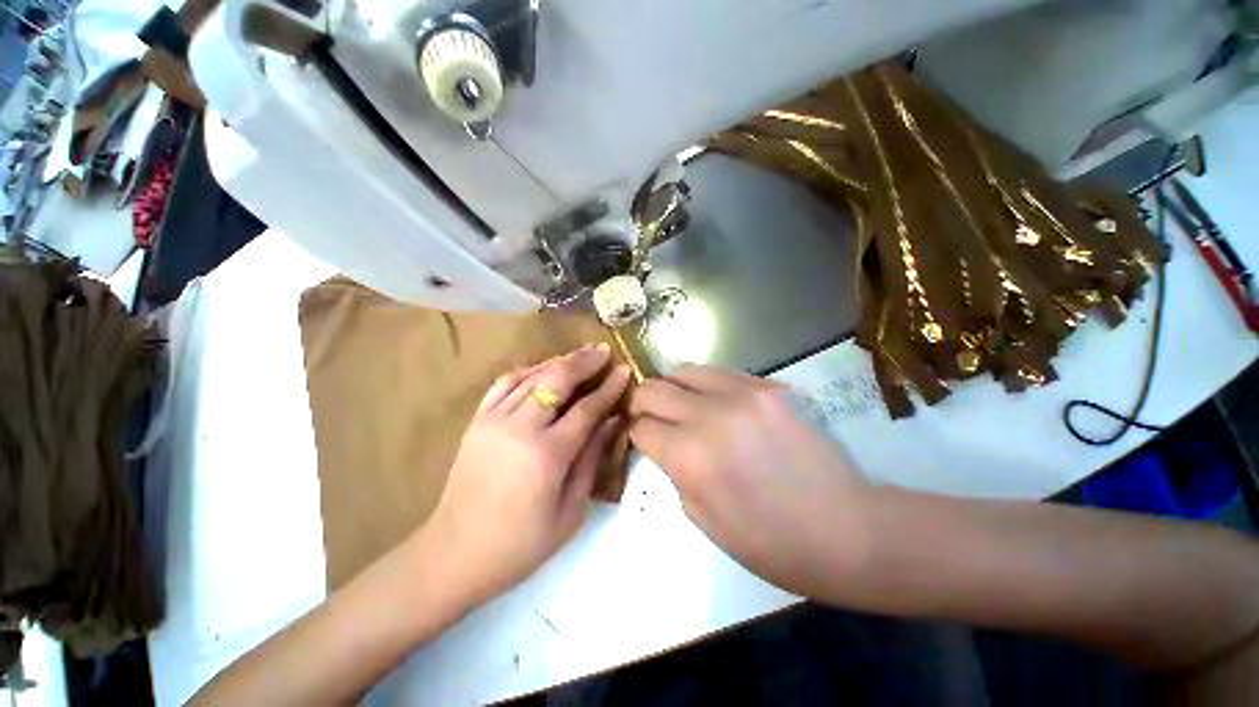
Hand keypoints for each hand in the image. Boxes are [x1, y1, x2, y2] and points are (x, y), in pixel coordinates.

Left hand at [419, 344, 631, 611]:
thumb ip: (592, 460)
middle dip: (585, 361)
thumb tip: (612, 422)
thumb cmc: (520, 544)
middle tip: (604, 350)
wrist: (454, 555)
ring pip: (532, 375)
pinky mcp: (476, 421)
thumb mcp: (570, 511)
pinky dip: (528, 370)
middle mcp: (520, 428)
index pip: (587, 408)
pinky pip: (505, 383)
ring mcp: (493, 420)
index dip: (609, 387)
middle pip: (558, 380)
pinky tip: (543, 369)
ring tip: (580, 354)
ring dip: (559, 361)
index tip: (624, 370)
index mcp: (547, 454)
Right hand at [629, 365, 872, 598]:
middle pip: (652, 388)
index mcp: (689, 456)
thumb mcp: (702, 518)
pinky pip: (721, 373)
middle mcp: (710, 415)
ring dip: (674, 388)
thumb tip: (664, 443)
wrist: (845, 528)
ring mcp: (743, 394)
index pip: (640, 426)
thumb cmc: (769, 542)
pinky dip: (707, 386)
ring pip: (684, 370)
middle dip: (643, 404)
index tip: (643, 440)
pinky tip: (717, 404)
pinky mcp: (769, 387)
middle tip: (653, 419)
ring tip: (683, 406)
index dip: (636, 434)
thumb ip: (674, 471)